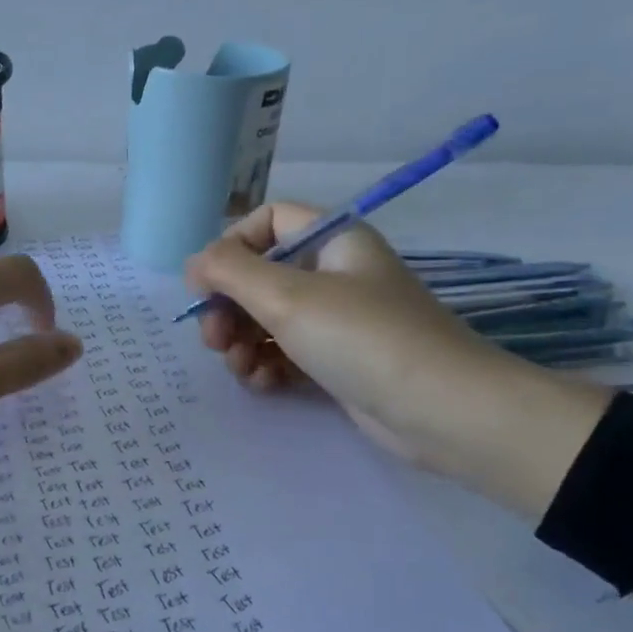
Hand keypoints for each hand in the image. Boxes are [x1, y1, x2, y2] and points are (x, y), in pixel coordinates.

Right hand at [184, 204, 612, 516]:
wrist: (439, 410)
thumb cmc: (361, 337)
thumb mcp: (287, 296)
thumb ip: (230, 272)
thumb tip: (193, 263)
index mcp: (333, 240)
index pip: (269, 221)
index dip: (231, 247)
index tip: (205, 286)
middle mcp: (335, 273)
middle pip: (261, 276)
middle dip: (230, 307)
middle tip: (213, 340)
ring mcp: (338, 320)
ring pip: (269, 319)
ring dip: (243, 342)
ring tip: (240, 368)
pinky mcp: (338, 361)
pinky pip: (287, 352)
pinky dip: (268, 365)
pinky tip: (262, 384)